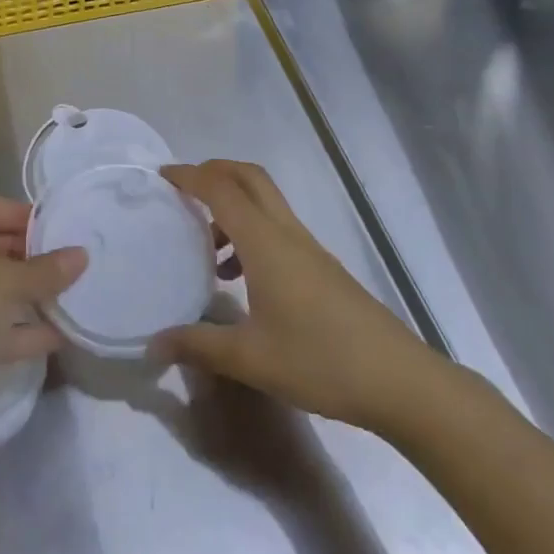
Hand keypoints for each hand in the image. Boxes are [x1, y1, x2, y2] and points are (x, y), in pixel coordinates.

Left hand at [0, 195, 85, 442]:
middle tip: (72, 263)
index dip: (22, 214)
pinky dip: (22, 329)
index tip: (60, 228)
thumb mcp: (6, 283)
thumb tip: (81, 254)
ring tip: (74, 295)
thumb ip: (46, 270)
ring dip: (31, 294)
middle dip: (32, 256)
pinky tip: (60, 334)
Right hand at [151, 160, 438, 431]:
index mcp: (266, 242)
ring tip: (205, 246)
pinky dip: (250, 233)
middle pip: (249, 177)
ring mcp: (309, 249)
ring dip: (232, 206)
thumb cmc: (320, 361)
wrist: (400, 381)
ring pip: (265, 203)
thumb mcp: (250, 358)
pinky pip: (277, 229)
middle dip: (214, 172)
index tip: (161, 177)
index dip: (189, 176)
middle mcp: (287, 233)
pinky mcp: (322, 268)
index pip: (221, 189)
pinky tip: (240, 280)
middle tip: (182, 191)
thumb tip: (153, 343)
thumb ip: (198, 345)